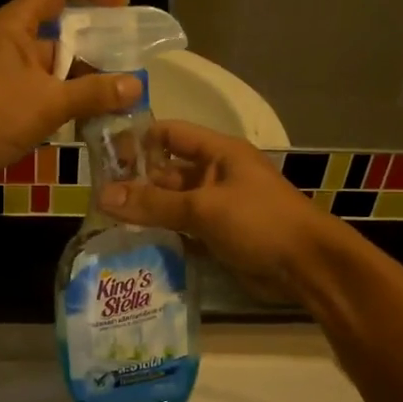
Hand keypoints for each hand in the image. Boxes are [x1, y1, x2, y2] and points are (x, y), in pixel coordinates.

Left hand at [0, 0, 141, 185]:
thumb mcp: (49, 101)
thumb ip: (94, 93)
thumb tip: (136, 86)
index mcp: (16, 25)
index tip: (123, 5)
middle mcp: (12, 44)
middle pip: (63, 33)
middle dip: (98, 47)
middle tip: (133, 65)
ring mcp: (9, 75)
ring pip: (57, 69)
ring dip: (87, 81)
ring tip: (124, 97)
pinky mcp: (7, 104)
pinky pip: (47, 95)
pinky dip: (70, 103)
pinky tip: (96, 119)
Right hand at [97, 122, 340, 299]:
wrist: (307, 267)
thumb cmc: (259, 222)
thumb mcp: (204, 209)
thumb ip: (153, 204)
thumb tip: (102, 196)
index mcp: (219, 153)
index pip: (170, 134)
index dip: (138, 141)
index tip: (102, 156)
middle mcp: (216, 174)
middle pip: (168, 171)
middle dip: (136, 182)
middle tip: (95, 195)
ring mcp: (218, 206)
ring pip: (174, 202)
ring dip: (147, 210)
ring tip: (105, 220)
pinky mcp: (219, 235)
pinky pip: (184, 227)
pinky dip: (163, 233)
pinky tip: (132, 241)